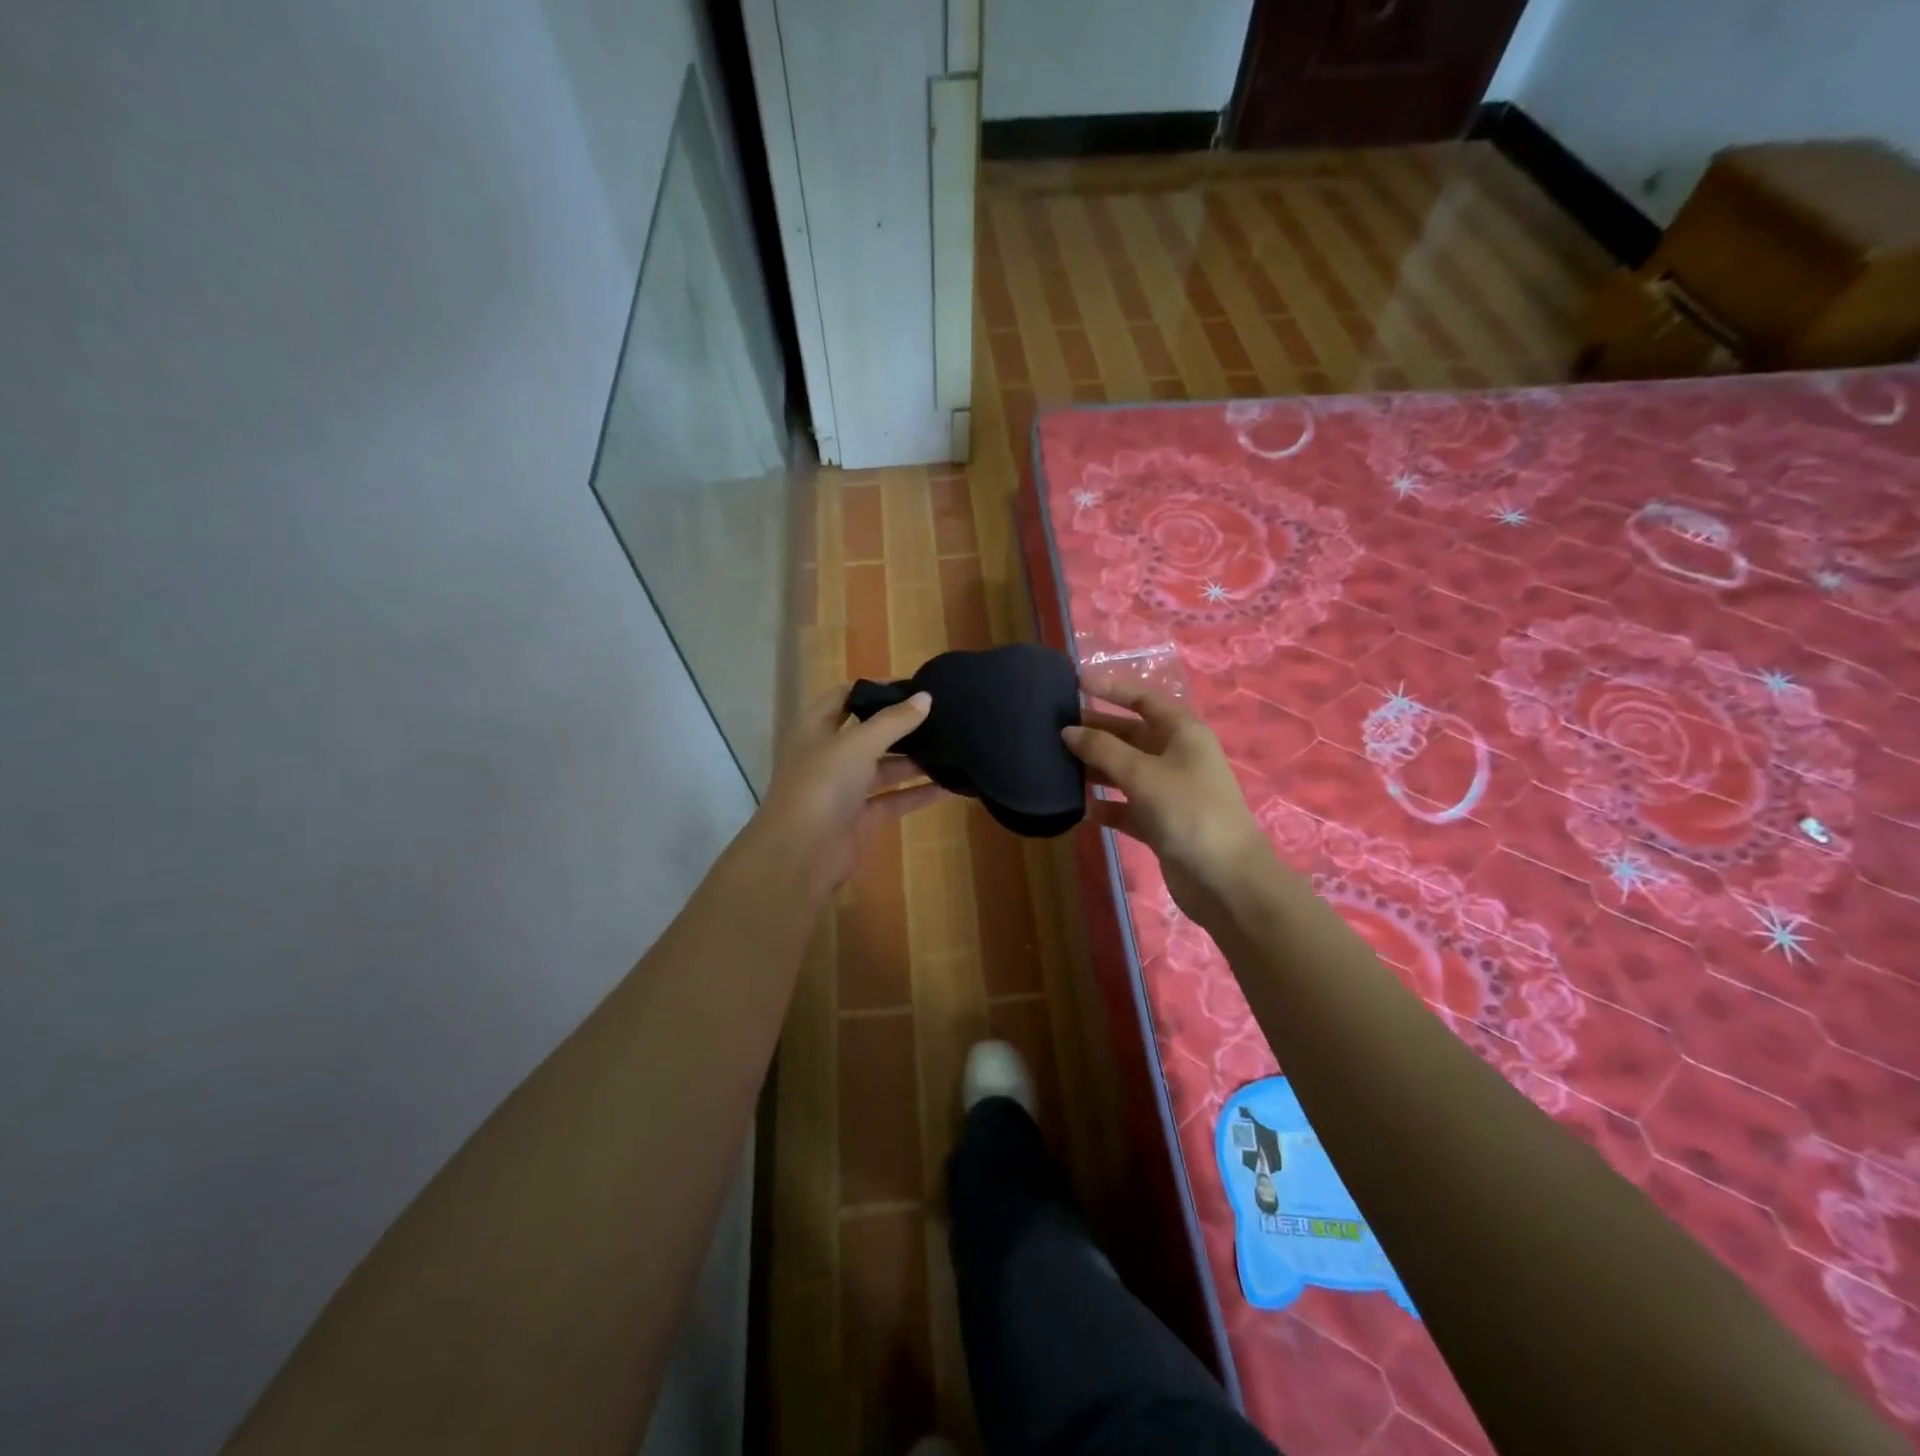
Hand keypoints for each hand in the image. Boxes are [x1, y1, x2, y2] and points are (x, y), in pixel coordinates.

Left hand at [750, 685, 947, 898]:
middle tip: (942, 715)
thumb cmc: (823, 784)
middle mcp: (829, 756)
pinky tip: (950, 786)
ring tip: (953, 747)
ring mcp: (845, 789)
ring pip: (884, 768)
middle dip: (901, 725)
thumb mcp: (858, 744)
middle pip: (869, 733)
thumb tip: (925, 697)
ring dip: (915, 760)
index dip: (875, 689)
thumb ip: (894, 721)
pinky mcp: (861, 818)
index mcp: (816, 729)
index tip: (913, 685)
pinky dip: (918, 793)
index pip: (845, 697)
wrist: (801, 853)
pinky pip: (894, 799)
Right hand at [1062, 676, 1274, 921]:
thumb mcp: (1142, 774)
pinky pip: (1127, 806)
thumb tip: (1068, 731)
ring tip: (1060, 766)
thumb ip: (1103, 750)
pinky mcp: (1162, 823)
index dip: (1112, 689)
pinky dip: (1108, 806)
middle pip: (1130, 735)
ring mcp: (1170, 791)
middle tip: (1056, 728)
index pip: (1143, 700)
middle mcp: (1177, 756)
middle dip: (1096, 731)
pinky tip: (1084, 809)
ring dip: (1097, 768)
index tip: (1076, 683)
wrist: (1225, 880)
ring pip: (1126, 771)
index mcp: (1183, 733)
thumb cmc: (1188, 812)